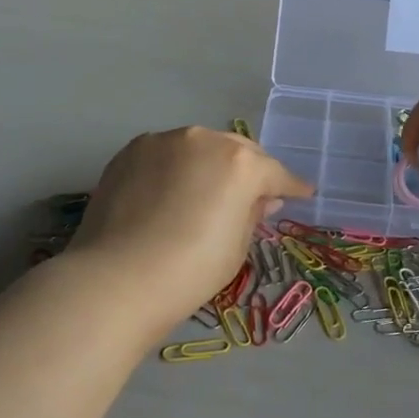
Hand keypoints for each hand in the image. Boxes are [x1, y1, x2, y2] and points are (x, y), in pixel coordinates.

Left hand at [69, 127, 312, 329]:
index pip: (274, 173)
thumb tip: (261, 199)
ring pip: (199, 147)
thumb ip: (252, 214)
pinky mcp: (131, 150)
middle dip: (249, 170)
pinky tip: (170, 192)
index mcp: (239, 163)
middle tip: (254, 194)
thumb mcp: (236, 248)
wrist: (117, 278)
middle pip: (236, 150)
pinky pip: (165, 154)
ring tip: (206, 192)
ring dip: (209, 164)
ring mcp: (163, 141)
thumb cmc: (189, 271)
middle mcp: (204, 139)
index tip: (301, 193)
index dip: (290, 186)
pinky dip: (175, 167)